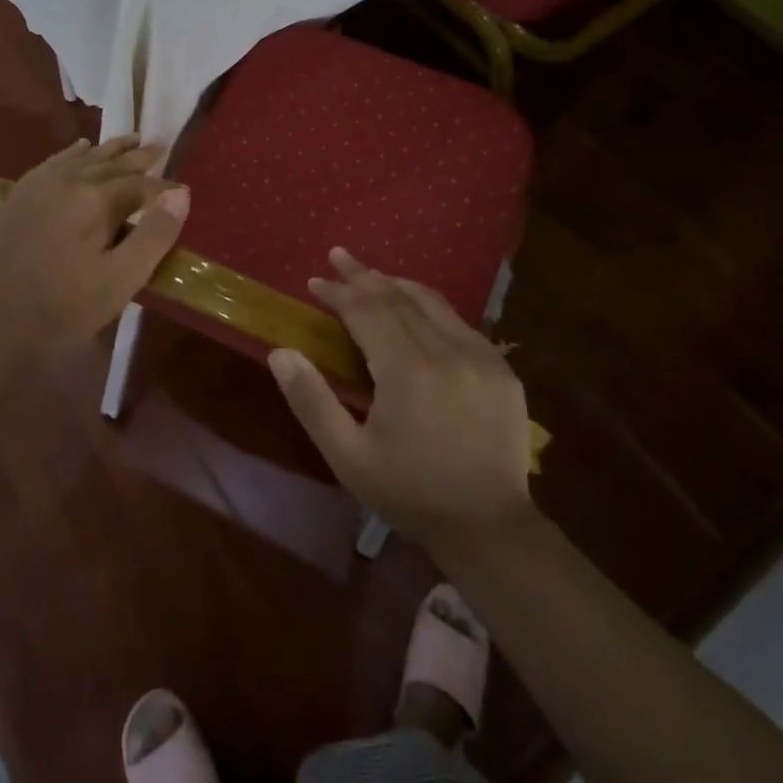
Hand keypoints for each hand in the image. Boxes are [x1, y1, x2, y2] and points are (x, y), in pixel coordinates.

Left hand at [0, 135, 189, 353]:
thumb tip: (180, 194)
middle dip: (139, 156)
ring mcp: (38, 185)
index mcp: (95, 200)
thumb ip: (154, 235)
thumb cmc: (66, 307)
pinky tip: (81, 147)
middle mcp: (67, 180)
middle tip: (160, 145)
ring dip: (110, 149)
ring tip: (131, 139)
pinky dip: (73, 152)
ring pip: (83, 157)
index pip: (140, 184)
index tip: (183, 190)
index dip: (164, 187)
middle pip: (112, 163)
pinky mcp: (19, 196)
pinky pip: (53, 162)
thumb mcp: (122, 279)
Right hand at [270, 248, 537, 547]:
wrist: (488, 527)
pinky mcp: (501, 368)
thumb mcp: (348, 456)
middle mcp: (446, 351)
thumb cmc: (410, 492)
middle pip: (397, 298)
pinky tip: (415, 308)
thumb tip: (281, 352)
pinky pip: (458, 322)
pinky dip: (429, 306)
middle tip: (338, 256)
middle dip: (363, 276)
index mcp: (407, 371)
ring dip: (396, 284)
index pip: (366, 311)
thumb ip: (311, 401)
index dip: (338, 292)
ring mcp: (480, 356)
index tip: (314, 281)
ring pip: (431, 302)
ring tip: (371, 274)